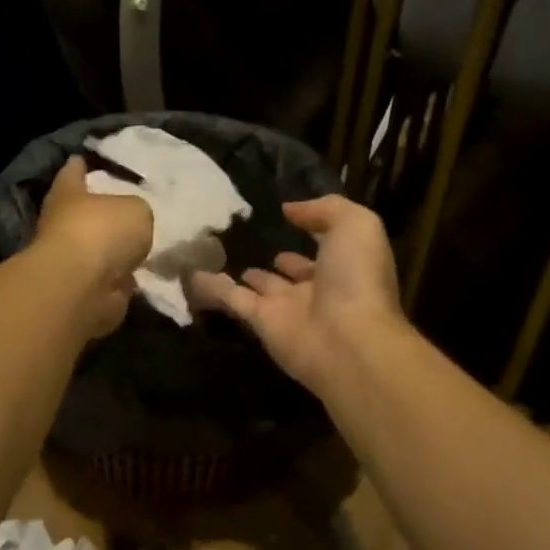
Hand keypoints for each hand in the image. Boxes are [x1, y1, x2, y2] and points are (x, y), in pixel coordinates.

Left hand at [35, 156, 153, 337]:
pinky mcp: (85, 290)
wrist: (82, 288)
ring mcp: (72, 260)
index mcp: (68, 193)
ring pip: (98, 247)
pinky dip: (122, 277)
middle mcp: (64, 224)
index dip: (79, 165)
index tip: (83, 158)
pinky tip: (145, 272)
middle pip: (84, 211)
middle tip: (131, 205)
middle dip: (102, 210)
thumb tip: (133, 225)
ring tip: (145, 241)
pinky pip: (110, 278)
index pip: (73, 171)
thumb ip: (137, 211)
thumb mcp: (136, 209)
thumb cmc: (101, 232)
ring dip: (114, 248)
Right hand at [186, 194, 403, 392]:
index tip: (287, 218)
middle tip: (250, 241)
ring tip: (219, 257)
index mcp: (345, 267)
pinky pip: (232, 300)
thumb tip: (289, 210)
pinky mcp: (261, 323)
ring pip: (259, 288)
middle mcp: (317, 289)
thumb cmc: (358, 278)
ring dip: (245, 276)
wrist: (348, 339)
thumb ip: (325, 210)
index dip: (312, 233)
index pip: (326, 249)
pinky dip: (212, 288)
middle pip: (294, 273)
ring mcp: (288, 309)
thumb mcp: (356, 226)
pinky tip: (191, 274)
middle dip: (280, 261)